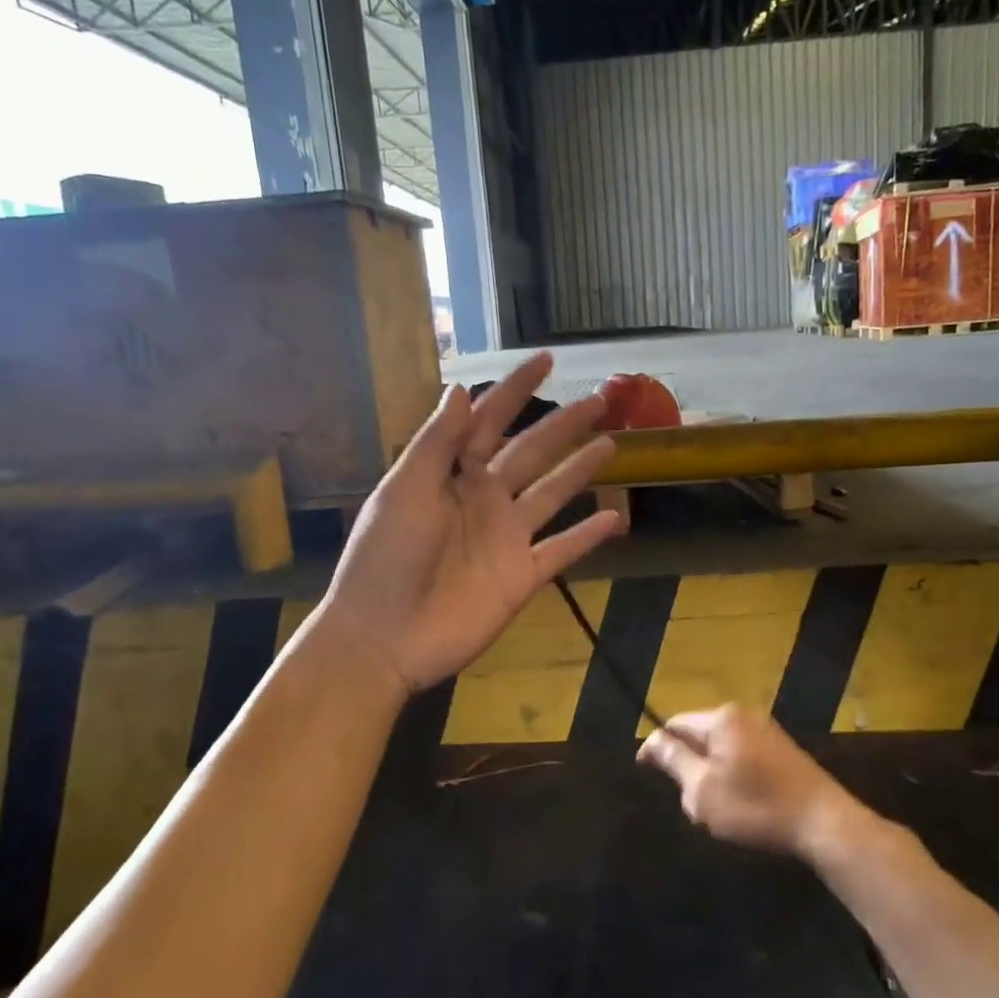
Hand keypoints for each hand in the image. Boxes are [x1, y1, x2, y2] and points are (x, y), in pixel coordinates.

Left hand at [318, 352, 624, 693]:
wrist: (383, 638)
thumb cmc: (384, 557)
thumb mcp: (403, 490)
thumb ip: (436, 443)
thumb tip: (460, 388)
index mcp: (452, 474)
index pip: (489, 420)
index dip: (516, 390)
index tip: (546, 360)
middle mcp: (484, 499)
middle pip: (532, 452)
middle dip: (564, 425)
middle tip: (599, 399)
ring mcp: (507, 538)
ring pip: (553, 494)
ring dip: (581, 470)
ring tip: (612, 444)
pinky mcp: (522, 576)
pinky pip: (563, 550)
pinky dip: (588, 536)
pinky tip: (615, 518)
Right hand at [637, 704, 864, 859]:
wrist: (823, 823)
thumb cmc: (756, 806)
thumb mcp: (703, 789)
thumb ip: (673, 760)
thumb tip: (651, 739)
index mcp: (722, 718)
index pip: (676, 723)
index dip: (657, 747)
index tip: (643, 771)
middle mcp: (743, 715)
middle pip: (699, 736)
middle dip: (688, 767)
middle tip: (689, 803)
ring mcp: (766, 731)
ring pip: (721, 750)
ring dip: (711, 776)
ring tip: (716, 812)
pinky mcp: (782, 750)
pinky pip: (742, 756)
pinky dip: (733, 778)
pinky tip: (742, 807)